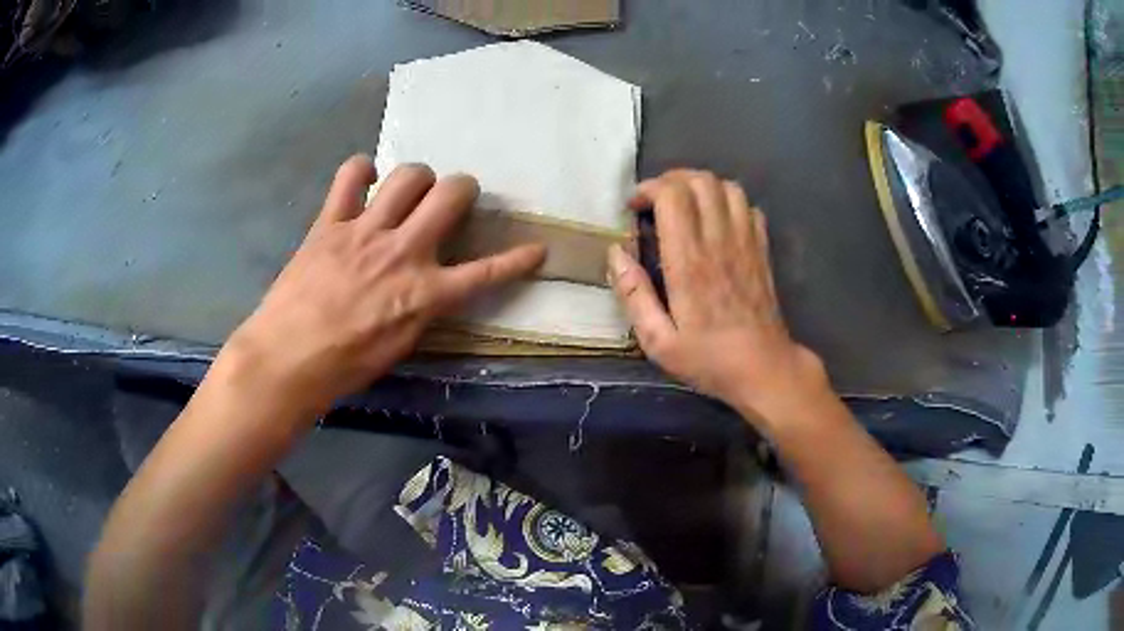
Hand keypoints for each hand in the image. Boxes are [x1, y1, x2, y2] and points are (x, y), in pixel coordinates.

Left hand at [222, 156, 545, 413]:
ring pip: (408, 175)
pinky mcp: (330, 222)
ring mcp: (365, 231)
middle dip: (464, 188)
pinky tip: (364, 182)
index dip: (519, 260)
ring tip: (410, 191)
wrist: (287, 359)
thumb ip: (423, 309)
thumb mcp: (399, 347)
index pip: (487, 272)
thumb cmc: (345, 365)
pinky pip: (350, 176)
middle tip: (455, 198)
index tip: (537, 249)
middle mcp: (402, 252)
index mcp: (424, 293)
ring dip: (418, 177)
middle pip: (451, 194)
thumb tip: (432, 286)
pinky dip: (361, 171)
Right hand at [608, 170, 829, 426]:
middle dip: (671, 180)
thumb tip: (615, 253)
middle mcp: (719, 242)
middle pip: (700, 181)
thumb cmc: (709, 359)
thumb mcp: (658, 341)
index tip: (635, 208)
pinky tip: (716, 221)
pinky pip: (749, 206)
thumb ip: (633, 295)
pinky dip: (728, 202)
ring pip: (727, 187)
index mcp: (689, 262)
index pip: (673, 195)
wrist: (764, 369)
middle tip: (655, 202)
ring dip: (701, 187)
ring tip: (684, 206)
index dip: (649, 189)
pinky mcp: (763, 249)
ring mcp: (746, 242)